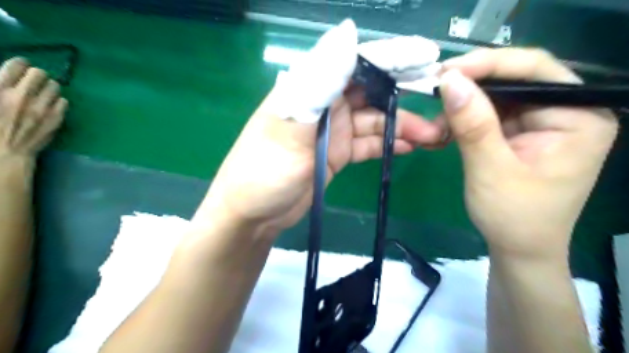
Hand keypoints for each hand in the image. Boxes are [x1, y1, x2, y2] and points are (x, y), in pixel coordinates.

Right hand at [0, 58, 66, 162]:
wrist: (3, 151)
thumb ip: (0, 85)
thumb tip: (8, 78)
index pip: (17, 65)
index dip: (19, 64)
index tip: (20, 68)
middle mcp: (22, 96)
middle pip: (39, 73)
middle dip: (36, 75)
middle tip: (33, 80)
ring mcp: (42, 108)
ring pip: (55, 86)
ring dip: (49, 87)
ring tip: (43, 92)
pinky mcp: (56, 118)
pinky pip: (64, 101)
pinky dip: (57, 101)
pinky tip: (50, 105)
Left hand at [195, 19, 443, 233]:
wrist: (254, 214)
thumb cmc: (264, 171)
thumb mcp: (288, 126)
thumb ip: (317, 84)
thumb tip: (346, 32)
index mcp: (310, 88)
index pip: (356, 62)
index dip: (392, 58)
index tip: (429, 59)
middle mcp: (325, 104)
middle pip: (372, 90)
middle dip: (405, 94)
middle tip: (441, 101)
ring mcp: (334, 130)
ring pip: (375, 121)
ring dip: (403, 125)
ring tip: (434, 134)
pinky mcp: (338, 153)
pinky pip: (369, 144)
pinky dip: (389, 144)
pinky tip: (410, 146)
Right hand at [439, 48, 617, 259]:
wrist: (518, 249)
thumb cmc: (513, 216)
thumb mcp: (490, 169)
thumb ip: (473, 124)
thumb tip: (449, 80)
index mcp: (579, 117)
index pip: (535, 71)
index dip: (488, 64)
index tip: (446, 71)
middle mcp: (567, 111)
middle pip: (516, 79)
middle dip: (472, 85)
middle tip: (435, 88)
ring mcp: (543, 122)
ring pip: (499, 96)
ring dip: (464, 103)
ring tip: (437, 115)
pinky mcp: (522, 133)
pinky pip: (491, 113)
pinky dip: (466, 118)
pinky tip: (447, 126)